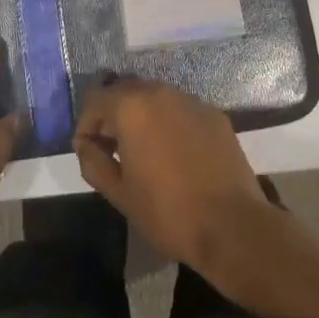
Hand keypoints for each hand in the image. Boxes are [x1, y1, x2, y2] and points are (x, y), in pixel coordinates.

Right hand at [72, 79, 279, 278]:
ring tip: (144, 152)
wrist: (233, 226)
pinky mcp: (213, 113)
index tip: (89, 153)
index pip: (95, 100)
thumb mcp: (119, 194)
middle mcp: (159, 92)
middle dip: (112, 117)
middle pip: (124, 92)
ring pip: (153, 98)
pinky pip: (179, 109)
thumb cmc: (168, 212)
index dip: (86, 126)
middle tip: (113, 151)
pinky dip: (169, 123)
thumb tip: (85, 145)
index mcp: (131, 106)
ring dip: (141, 117)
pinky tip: (175, 154)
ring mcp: (190, 100)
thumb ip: (93, 162)